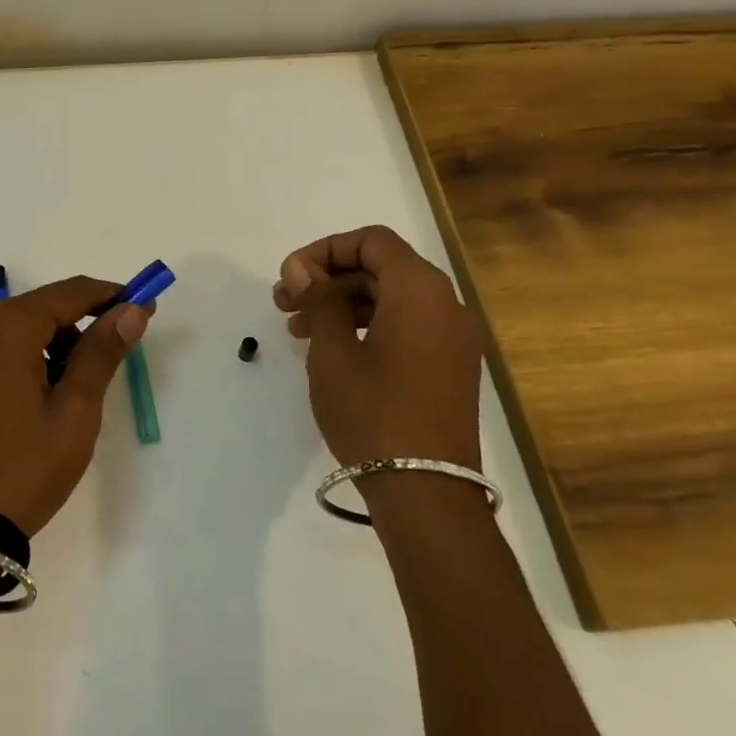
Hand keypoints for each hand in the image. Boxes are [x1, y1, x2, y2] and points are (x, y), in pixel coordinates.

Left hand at [0, 277, 151, 535]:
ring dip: (42, 351)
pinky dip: (11, 371)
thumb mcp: (74, 412)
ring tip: (64, 398)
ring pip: (6, 339)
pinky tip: (22, 415)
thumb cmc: (22, 469)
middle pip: (34, 313)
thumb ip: (101, 352)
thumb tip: (131, 310)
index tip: (140, 305)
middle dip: (75, 329)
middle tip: (104, 364)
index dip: (108, 296)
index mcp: (4, 330)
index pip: (67, 293)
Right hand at [273, 225, 484, 470]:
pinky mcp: (448, 369)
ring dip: (342, 304)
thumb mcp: (333, 351)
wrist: (426, 494)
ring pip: (390, 300)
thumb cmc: (373, 411)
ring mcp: (451, 340)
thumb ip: (318, 298)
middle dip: (328, 280)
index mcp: (421, 290)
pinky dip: (366, 327)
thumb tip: (301, 268)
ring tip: (296, 329)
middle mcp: (445, 305)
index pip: (372, 241)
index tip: (291, 276)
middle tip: (283, 301)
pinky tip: (331, 350)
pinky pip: (404, 328)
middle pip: (381, 269)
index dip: (326, 250)